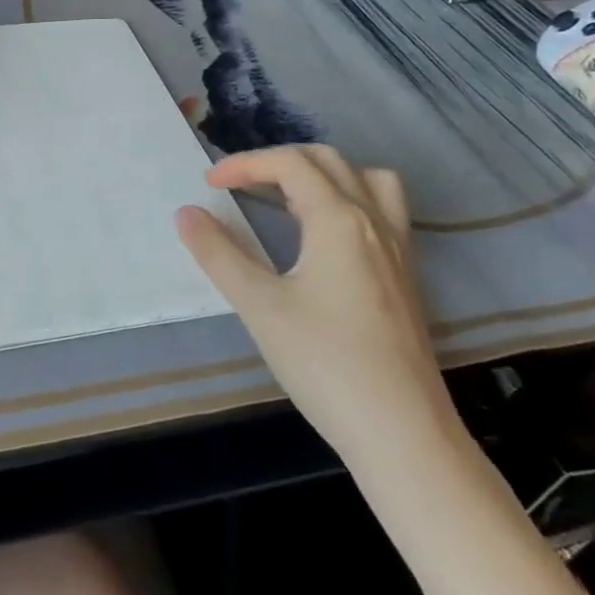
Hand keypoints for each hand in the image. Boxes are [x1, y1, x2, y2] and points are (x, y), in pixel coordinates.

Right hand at [175, 146, 454, 461]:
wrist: (402, 433)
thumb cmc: (325, 364)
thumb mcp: (259, 306)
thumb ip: (219, 254)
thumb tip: (187, 214)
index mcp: (339, 220)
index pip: (290, 165)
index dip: (245, 164)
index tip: (209, 183)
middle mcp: (374, 222)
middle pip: (328, 161)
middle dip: (278, 162)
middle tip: (240, 185)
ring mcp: (398, 249)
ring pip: (366, 180)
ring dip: (323, 174)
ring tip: (288, 199)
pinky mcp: (407, 276)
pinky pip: (383, 211)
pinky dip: (349, 200)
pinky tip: (325, 240)